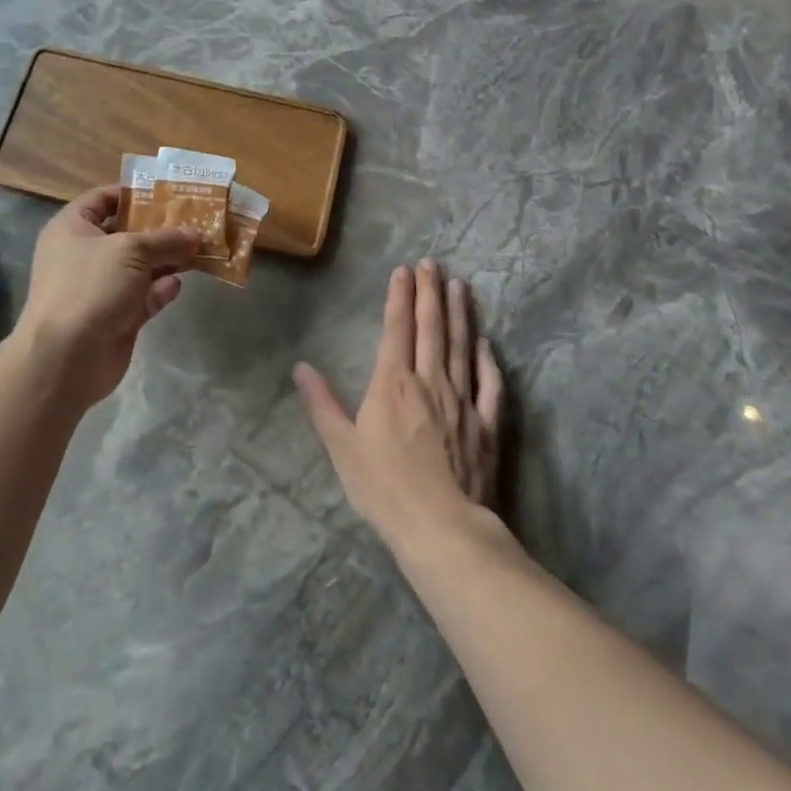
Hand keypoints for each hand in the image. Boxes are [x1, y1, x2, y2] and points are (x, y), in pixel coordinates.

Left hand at [16, 185, 199, 410]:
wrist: (66, 357)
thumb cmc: (90, 286)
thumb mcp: (131, 251)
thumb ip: (165, 240)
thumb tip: (195, 234)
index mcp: (72, 228)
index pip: (101, 199)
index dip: (132, 193)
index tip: (167, 193)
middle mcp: (83, 255)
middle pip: (126, 234)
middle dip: (160, 229)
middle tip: (194, 221)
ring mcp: (99, 288)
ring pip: (139, 267)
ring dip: (166, 260)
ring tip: (198, 250)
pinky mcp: (115, 317)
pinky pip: (142, 297)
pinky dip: (159, 290)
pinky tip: (177, 285)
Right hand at [294, 260, 504, 553]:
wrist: (442, 527)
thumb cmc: (385, 488)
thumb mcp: (342, 448)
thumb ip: (322, 404)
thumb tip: (301, 367)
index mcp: (393, 384)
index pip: (396, 329)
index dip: (399, 297)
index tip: (403, 269)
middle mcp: (430, 382)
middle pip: (431, 329)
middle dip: (430, 293)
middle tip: (433, 263)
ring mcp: (463, 401)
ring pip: (461, 347)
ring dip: (459, 314)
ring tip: (459, 286)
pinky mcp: (486, 425)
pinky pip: (490, 385)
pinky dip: (488, 361)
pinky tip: (486, 343)